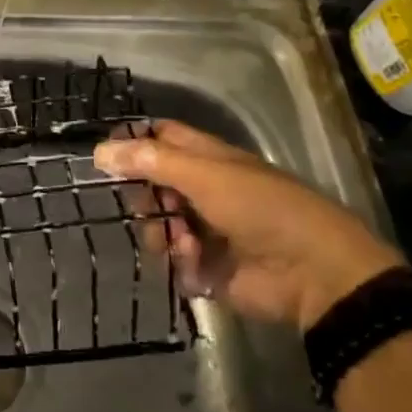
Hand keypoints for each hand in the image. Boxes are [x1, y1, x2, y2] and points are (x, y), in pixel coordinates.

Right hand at [94, 120, 401, 330]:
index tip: (104, 154)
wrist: (312, 273)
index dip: (133, 141)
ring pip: (157, 225)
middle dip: (142, 196)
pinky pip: (173, 261)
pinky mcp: (207, 267)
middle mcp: (203, 191)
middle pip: (151, 185)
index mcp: (207, 159)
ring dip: (160, 232)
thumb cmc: (261, 208)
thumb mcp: (203, 175)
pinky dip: (178, 261)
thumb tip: (98, 150)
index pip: (161, 138)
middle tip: (145, 204)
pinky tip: (193, 262)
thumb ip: (149, 162)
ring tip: (179, 241)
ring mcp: (205, 230)